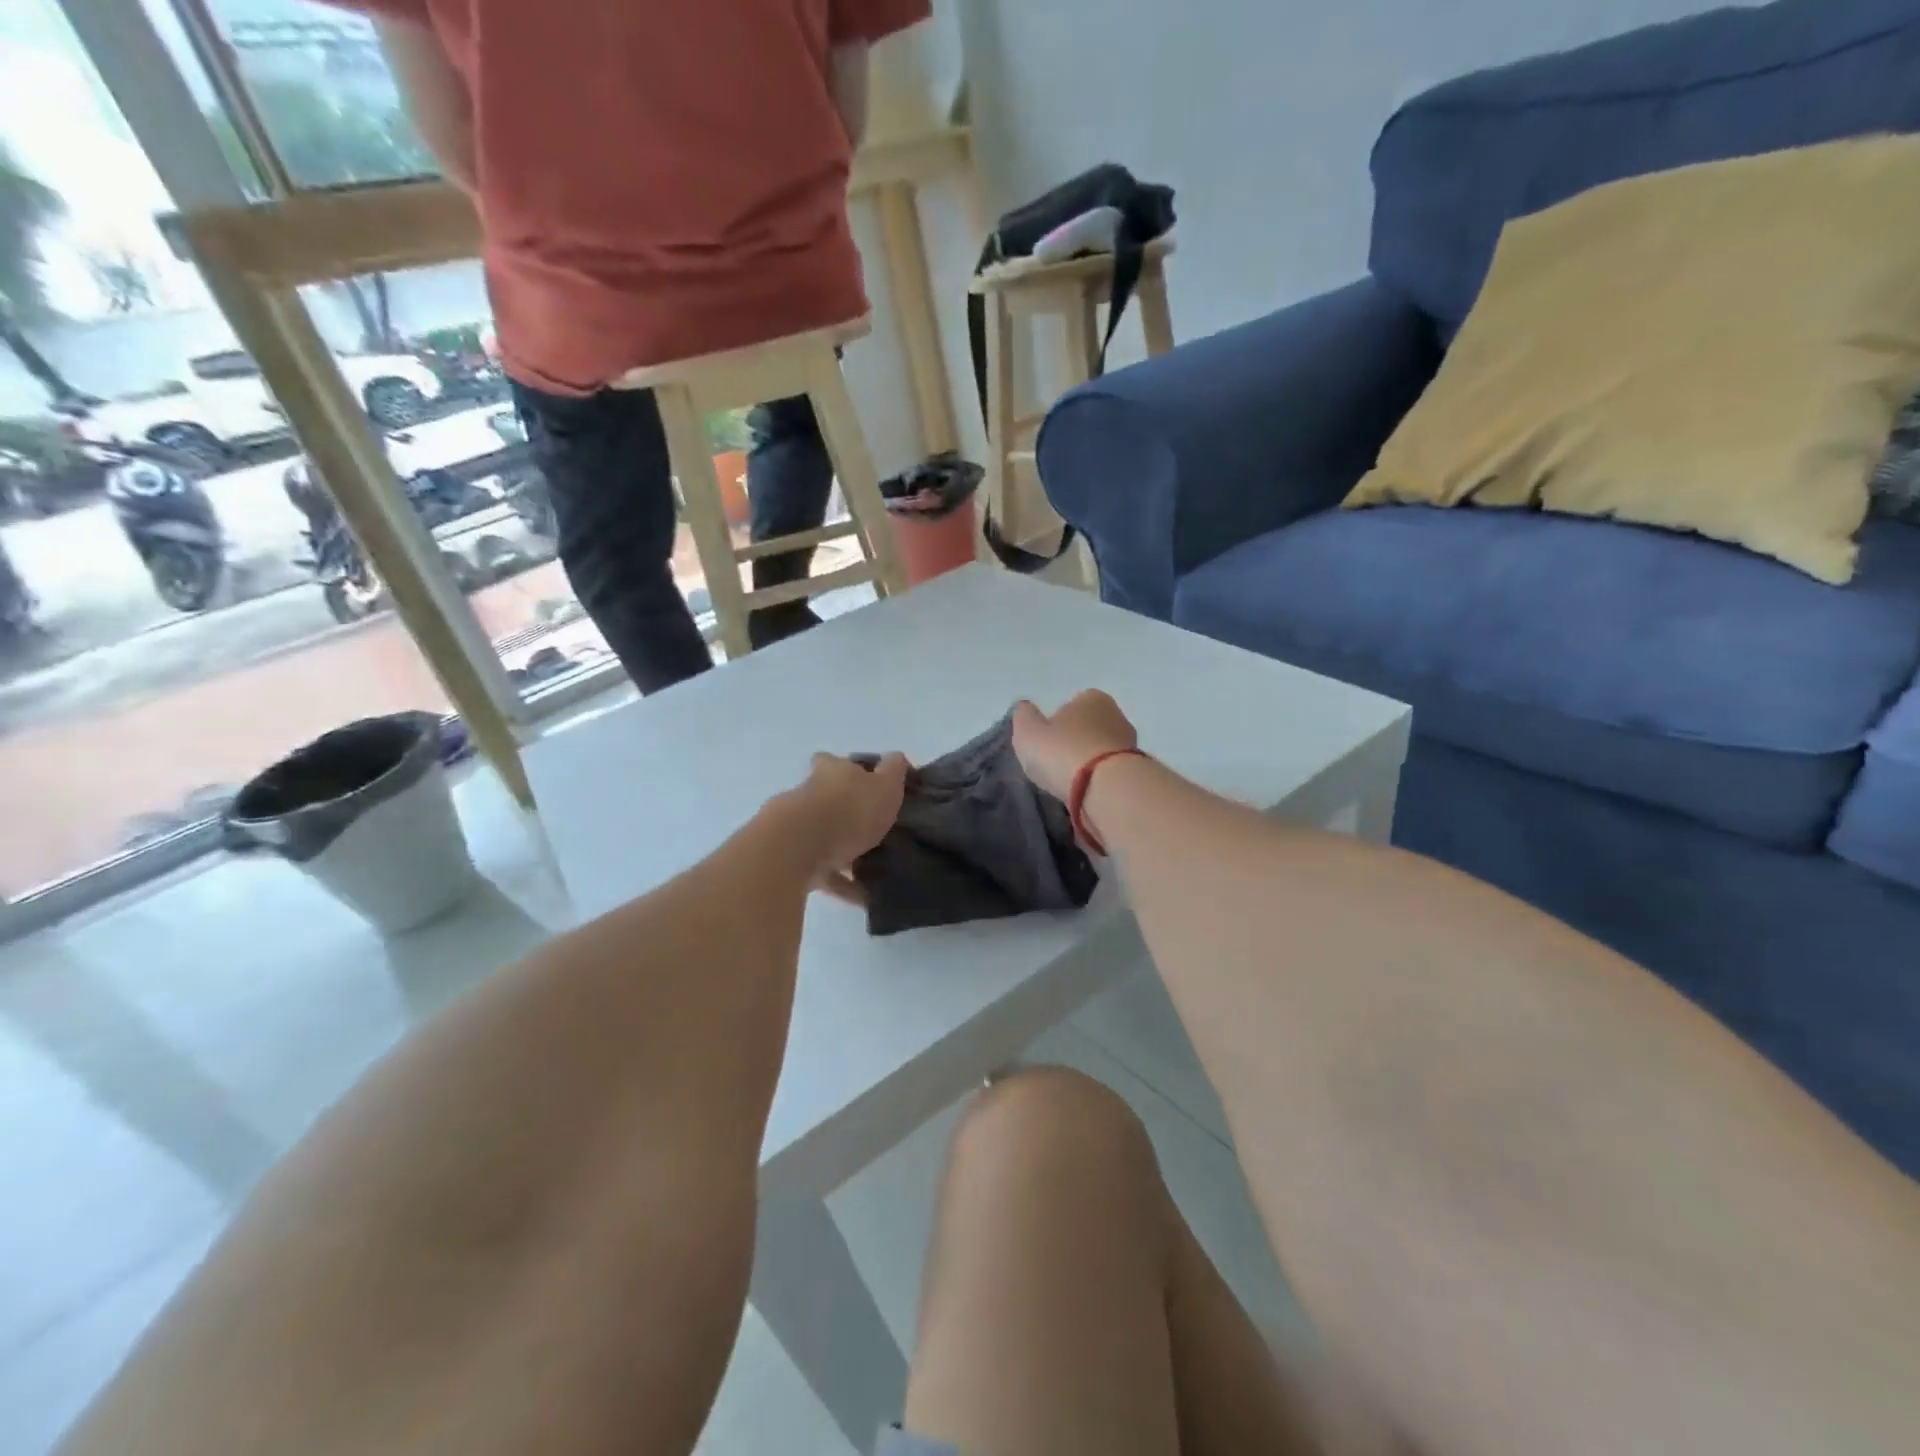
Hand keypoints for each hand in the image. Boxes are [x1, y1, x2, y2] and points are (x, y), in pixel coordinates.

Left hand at [790, 753, 908, 904]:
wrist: (798, 848)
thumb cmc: (848, 809)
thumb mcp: (884, 785)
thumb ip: (893, 771)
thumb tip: (897, 758)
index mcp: (830, 771)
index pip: (834, 762)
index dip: (849, 771)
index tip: (867, 784)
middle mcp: (808, 793)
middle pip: (825, 799)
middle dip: (844, 812)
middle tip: (872, 829)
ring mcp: (795, 827)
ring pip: (822, 836)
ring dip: (842, 850)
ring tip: (872, 868)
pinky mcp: (790, 859)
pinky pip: (822, 871)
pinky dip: (842, 882)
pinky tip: (862, 895)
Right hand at [1011, 691, 1138, 801]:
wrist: (1107, 789)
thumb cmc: (1063, 752)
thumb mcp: (1028, 732)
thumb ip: (1024, 717)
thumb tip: (1025, 708)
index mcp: (1091, 698)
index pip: (1072, 705)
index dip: (1057, 724)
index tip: (1046, 745)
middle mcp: (1116, 715)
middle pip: (1090, 728)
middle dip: (1076, 743)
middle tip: (1056, 765)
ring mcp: (1131, 744)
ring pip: (1102, 752)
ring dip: (1090, 765)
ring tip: (1070, 785)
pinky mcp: (1137, 772)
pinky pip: (1111, 774)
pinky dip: (1100, 781)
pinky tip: (1087, 795)